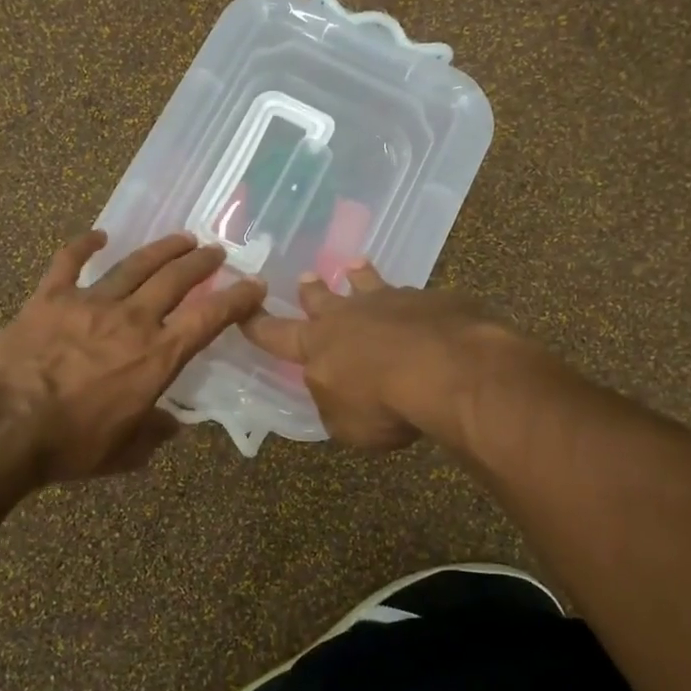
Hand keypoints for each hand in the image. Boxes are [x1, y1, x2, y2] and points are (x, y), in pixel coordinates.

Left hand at [0, 232, 265, 483]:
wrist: (8, 430)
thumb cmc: (73, 444)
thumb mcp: (127, 451)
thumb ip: (156, 432)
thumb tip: (174, 424)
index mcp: (158, 355)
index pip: (209, 318)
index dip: (237, 299)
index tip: (253, 285)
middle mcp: (132, 319)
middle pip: (176, 279)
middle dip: (201, 263)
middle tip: (215, 252)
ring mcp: (90, 303)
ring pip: (134, 265)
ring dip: (162, 249)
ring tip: (181, 238)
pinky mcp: (50, 297)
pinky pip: (69, 261)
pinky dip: (84, 245)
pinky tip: (99, 235)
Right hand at [241, 261, 508, 449]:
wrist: (446, 368)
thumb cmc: (383, 404)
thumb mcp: (347, 425)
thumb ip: (335, 406)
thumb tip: (337, 394)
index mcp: (318, 346)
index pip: (276, 334)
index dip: (258, 325)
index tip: (244, 310)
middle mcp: (349, 316)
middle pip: (322, 298)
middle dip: (311, 290)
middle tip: (305, 278)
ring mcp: (392, 302)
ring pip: (369, 284)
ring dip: (360, 276)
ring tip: (356, 265)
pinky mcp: (432, 300)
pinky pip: (418, 298)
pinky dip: (415, 302)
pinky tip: (426, 307)